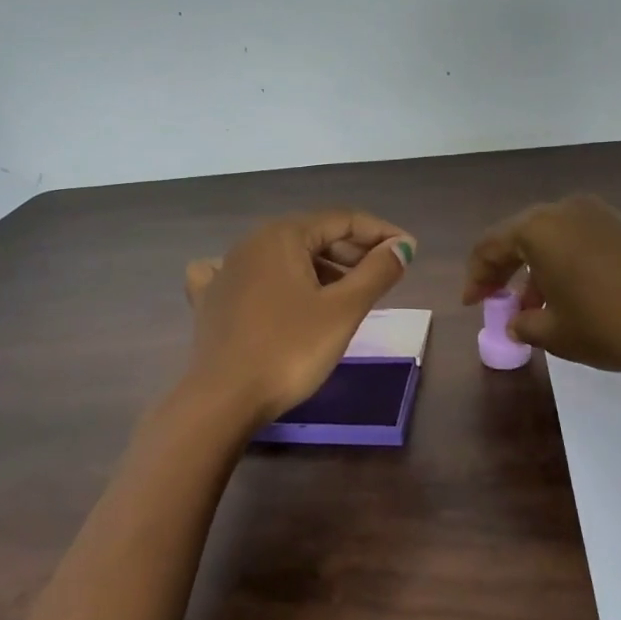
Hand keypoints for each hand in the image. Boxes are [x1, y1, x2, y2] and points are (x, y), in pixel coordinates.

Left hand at [183, 210, 416, 423]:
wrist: (224, 400)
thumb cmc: (289, 350)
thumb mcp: (342, 310)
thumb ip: (376, 272)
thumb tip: (402, 246)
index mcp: (282, 235)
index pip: (342, 220)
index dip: (380, 232)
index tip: (410, 251)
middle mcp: (250, 243)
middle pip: (312, 235)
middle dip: (352, 250)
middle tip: (385, 274)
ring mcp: (224, 271)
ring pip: (282, 257)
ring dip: (319, 268)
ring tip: (347, 292)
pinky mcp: (210, 301)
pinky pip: (245, 276)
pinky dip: (269, 279)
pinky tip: (271, 290)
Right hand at [462, 194, 620, 378]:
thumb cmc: (613, 325)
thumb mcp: (557, 334)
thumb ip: (524, 324)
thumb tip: (515, 321)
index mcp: (539, 229)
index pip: (490, 246)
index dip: (475, 277)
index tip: (472, 305)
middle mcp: (564, 210)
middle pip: (517, 236)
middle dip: (502, 269)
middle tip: (493, 300)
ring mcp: (597, 214)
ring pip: (548, 237)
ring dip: (532, 268)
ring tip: (532, 307)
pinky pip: (576, 240)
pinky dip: (561, 263)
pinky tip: (566, 295)